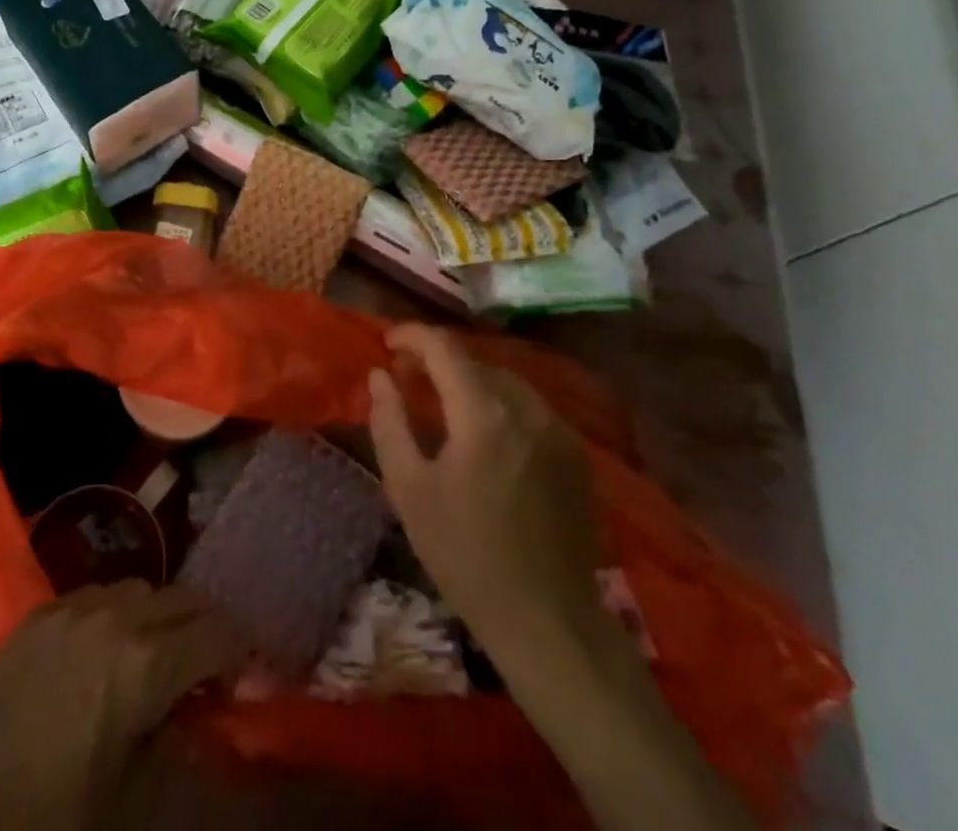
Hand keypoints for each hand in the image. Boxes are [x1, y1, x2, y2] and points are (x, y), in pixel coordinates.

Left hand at [0, 581, 241, 830]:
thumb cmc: (57, 822)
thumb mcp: (138, 798)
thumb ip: (180, 741)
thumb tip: (201, 708)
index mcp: (146, 664)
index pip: (218, 632)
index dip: (237, 656)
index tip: (235, 685)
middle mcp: (115, 617)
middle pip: (184, 597)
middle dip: (205, 629)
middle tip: (203, 673)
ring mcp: (72, 606)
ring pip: (141, 588)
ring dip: (160, 616)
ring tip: (153, 658)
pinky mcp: (39, 611)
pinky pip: (96, 593)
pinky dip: (116, 612)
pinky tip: (104, 651)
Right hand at [366, 323, 605, 678]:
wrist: (549, 622)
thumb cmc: (465, 555)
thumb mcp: (408, 488)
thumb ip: (389, 421)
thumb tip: (380, 376)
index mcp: (484, 413)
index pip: (444, 347)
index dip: (412, 335)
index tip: (387, 344)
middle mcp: (528, 409)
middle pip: (476, 361)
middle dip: (437, 360)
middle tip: (407, 380)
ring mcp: (559, 431)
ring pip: (505, 382)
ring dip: (469, 382)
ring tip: (442, 405)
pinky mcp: (576, 456)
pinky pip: (530, 409)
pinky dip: (499, 405)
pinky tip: (484, 436)